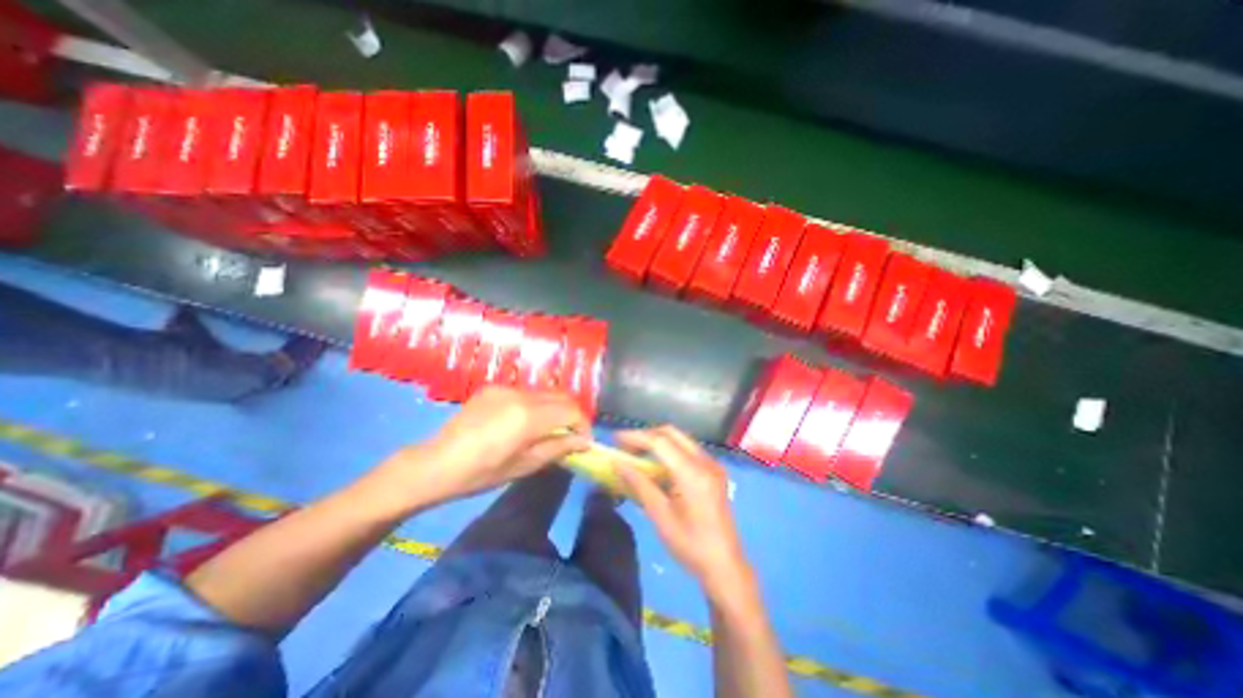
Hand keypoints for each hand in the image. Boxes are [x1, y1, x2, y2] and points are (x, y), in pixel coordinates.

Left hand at [376, 386, 588, 505]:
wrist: (435, 463)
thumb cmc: (481, 473)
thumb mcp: (524, 465)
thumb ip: (558, 448)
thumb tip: (584, 442)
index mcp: (529, 416)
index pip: (571, 410)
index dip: (583, 424)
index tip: (583, 441)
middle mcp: (521, 394)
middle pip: (562, 396)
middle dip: (572, 414)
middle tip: (570, 434)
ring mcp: (506, 388)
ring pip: (545, 393)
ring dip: (554, 408)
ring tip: (548, 429)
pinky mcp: (494, 388)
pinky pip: (526, 393)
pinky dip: (535, 405)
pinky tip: (523, 422)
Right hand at [617, 424, 752, 594]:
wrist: (725, 565)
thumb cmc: (690, 545)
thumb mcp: (660, 516)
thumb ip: (640, 485)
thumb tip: (618, 463)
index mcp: (692, 473)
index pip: (660, 441)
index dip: (635, 437)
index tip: (615, 439)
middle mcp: (705, 461)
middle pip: (671, 433)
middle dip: (646, 435)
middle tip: (625, 446)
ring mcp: (712, 464)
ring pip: (681, 439)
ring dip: (658, 441)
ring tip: (637, 453)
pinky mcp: (714, 471)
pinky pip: (688, 450)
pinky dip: (670, 450)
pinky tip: (657, 465)